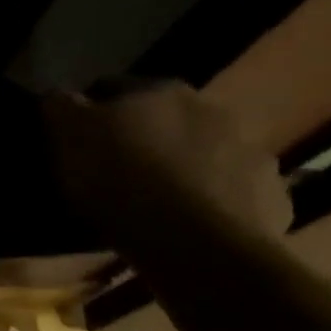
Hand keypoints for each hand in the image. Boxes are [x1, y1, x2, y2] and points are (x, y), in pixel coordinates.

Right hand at [43, 81, 291, 244]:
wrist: (196, 243)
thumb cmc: (120, 180)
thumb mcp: (68, 137)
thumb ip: (60, 107)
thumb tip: (60, 95)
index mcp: (159, 89)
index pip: (113, 87)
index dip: (89, 111)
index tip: (73, 139)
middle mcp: (211, 109)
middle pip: (163, 118)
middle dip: (140, 137)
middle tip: (112, 170)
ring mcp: (250, 152)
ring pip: (201, 153)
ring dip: (180, 167)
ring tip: (151, 201)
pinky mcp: (270, 196)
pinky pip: (230, 192)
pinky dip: (210, 201)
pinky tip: (186, 224)